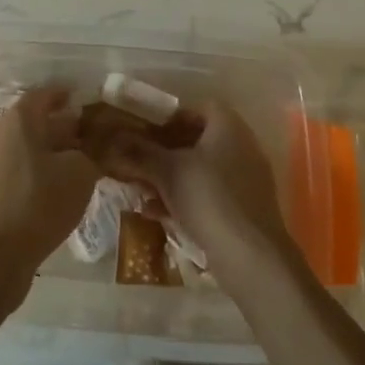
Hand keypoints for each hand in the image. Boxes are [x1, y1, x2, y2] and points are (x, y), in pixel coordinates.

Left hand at [0, 87, 96, 294]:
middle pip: (41, 122)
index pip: (48, 94)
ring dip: (61, 152)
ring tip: (92, 163)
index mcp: (22, 119)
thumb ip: (94, 153)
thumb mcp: (79, 173)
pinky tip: (69, 189)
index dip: (72, 95)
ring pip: (35, 148)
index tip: (96, 102)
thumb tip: (100, 146)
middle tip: (102, 135)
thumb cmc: (38, 201)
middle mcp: (5, 134)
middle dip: (71, 127)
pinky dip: (49, 173)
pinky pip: (28, 171)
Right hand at [96, 100, 293, 271]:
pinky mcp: (244, 208)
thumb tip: (112, 137)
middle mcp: (242, 147)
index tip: (146, 130)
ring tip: (143, 190)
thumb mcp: (167, 171)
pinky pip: (209, 193)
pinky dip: (185, 198)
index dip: (170, 116)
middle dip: (165, 150)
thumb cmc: (209, 198)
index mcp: (228, 127)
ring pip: (201, 169)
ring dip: (171, 176)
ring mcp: (246, 180)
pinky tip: (159, 214)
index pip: (198, 107)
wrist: (251, 257)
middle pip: (198, 139)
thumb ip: (139, 151)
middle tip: (138, 160)